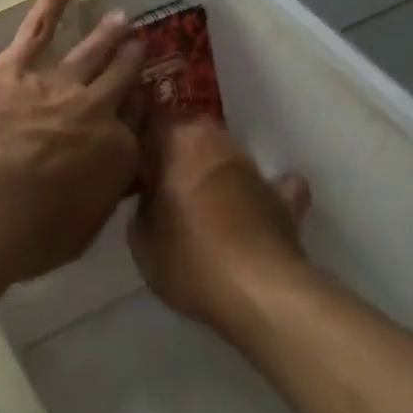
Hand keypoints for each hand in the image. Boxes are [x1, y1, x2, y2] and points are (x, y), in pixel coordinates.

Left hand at [0, 0, 144, 284]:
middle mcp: (96, 110)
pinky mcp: (16, 66)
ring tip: (121, 19)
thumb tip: (107, 184)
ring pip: (91, 52)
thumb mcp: (81, 231)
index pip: (135, 134)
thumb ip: (99, 200)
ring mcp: (58, 82)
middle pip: (121, 81)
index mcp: (117, 154)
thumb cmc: (29, 234)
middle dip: (132, 65)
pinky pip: (41, 24)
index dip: (136, 124)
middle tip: (140, 49)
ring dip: (108, 34)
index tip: (139, 117)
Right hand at [131, 117, 313, 338]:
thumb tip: (150, 197)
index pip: (152, 118)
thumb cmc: (190, 258)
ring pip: (226, 157)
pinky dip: (261, 193)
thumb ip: (141, 205)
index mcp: (180, 141)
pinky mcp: (284, 200)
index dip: (139, 137)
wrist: (260, 294)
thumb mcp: (140, 238)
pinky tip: (255, 208)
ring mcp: (255, 170)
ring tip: (198, 203)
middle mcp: (219, 143)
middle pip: (191, 133)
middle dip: (174, 151)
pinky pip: (271, 187)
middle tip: (158, 181)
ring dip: (212, 171)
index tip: (128, 160)